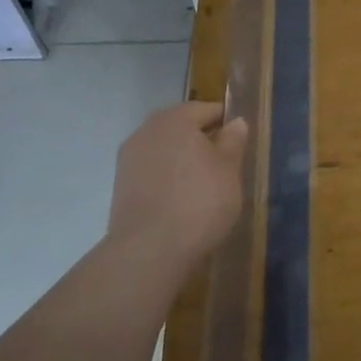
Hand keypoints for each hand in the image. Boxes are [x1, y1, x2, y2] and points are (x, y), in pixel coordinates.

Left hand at [108, 101, 248, 270]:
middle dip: (202, 140)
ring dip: (182, 160)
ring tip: (204, 184)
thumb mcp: (229, 169)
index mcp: (175, 119)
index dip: (226, 122)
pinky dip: (167, 178)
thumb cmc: (199, 201)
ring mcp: (129, 159)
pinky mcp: (120, 186)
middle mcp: (147, 130)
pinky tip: (181, 199)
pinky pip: (152, 171)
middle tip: (225, 163)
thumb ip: (233, 141)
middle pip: (181, 127)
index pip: (207, 109)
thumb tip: (236, 122)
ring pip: (165, 149)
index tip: (240, 141)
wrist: (149, 251)